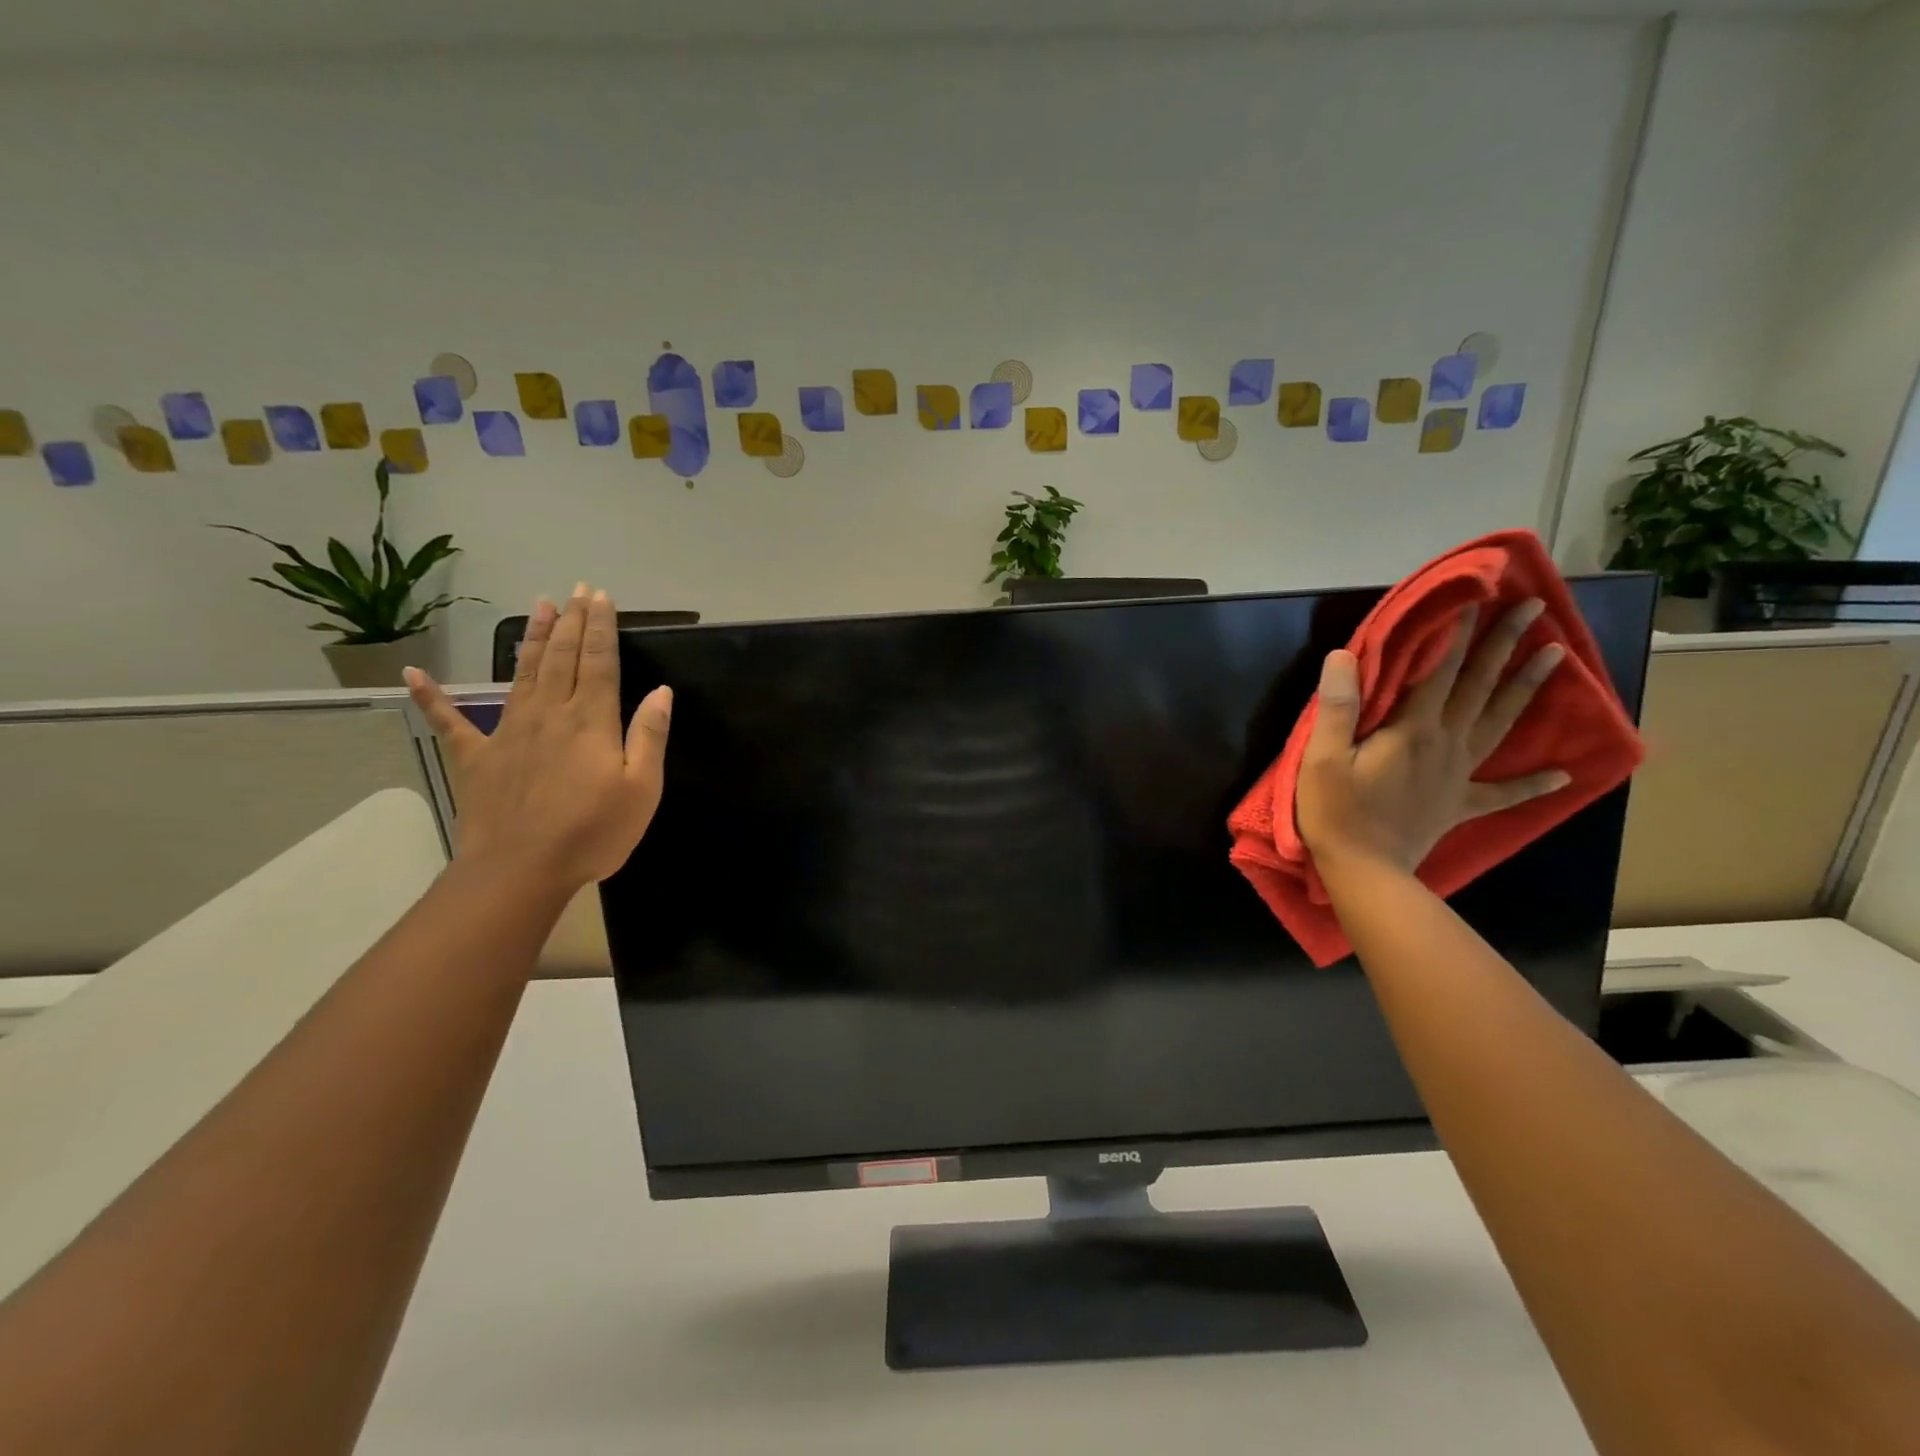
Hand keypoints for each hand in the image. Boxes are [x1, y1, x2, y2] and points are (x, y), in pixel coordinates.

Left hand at [404, 584, 672, 897]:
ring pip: (522, 673)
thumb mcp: (642, 789)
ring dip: (532, 638)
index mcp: (590, 721)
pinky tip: (413, 674)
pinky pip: (450, 721)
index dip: (600, 627)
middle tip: (577, 591)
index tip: (601, 597)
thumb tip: (661, 692)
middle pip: (561, 657)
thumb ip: (650, 736)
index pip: (598, 661)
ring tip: (539, 606)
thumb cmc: (592, 832)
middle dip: (572, 621)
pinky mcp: (476, 757)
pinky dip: (431, 697)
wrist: (520, 871)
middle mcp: (548, 714)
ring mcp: (507, 732)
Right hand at [1295, 599, 1568, 874]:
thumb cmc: (1336, 811)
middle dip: (1505, 646)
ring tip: (1555, 657)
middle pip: (1480, 687)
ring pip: (1500, 723)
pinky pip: (1502, 793)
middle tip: (1534, 609)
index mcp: (1413, 730)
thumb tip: (1344, 655)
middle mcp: (1446, 744)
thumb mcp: (1322, 757)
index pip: (1440, 671)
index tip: (1478, 599)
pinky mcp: (1460, 804)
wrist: (1366, 870)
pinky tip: (1562, 774)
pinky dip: (1532, 783)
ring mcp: (1459, 775)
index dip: (1457, 634)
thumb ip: (1339, 706)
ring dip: (1527, 689)